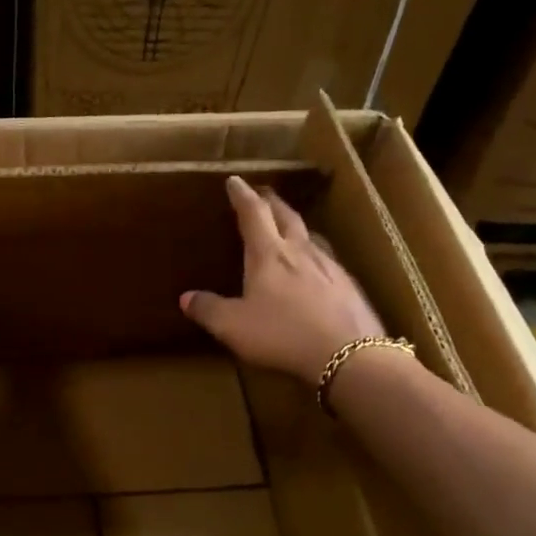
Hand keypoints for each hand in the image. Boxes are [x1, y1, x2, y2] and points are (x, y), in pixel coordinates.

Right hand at [181, 175, 386, 384]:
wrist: (348, 354)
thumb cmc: (282, 334)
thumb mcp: (233, 326)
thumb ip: (208, 310)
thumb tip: (186, 298)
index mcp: (268, 254)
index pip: (253, 214)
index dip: (242, 196)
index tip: (234, 181)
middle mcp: (300, 251)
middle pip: (286, 216)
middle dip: (271, 202)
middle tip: (262, 195)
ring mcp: (329, 267)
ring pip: (310, 236)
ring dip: (296, 227)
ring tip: (289, 229)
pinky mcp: (349, 286)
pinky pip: (327, 260)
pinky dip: (315, 255)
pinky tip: (316, 269)